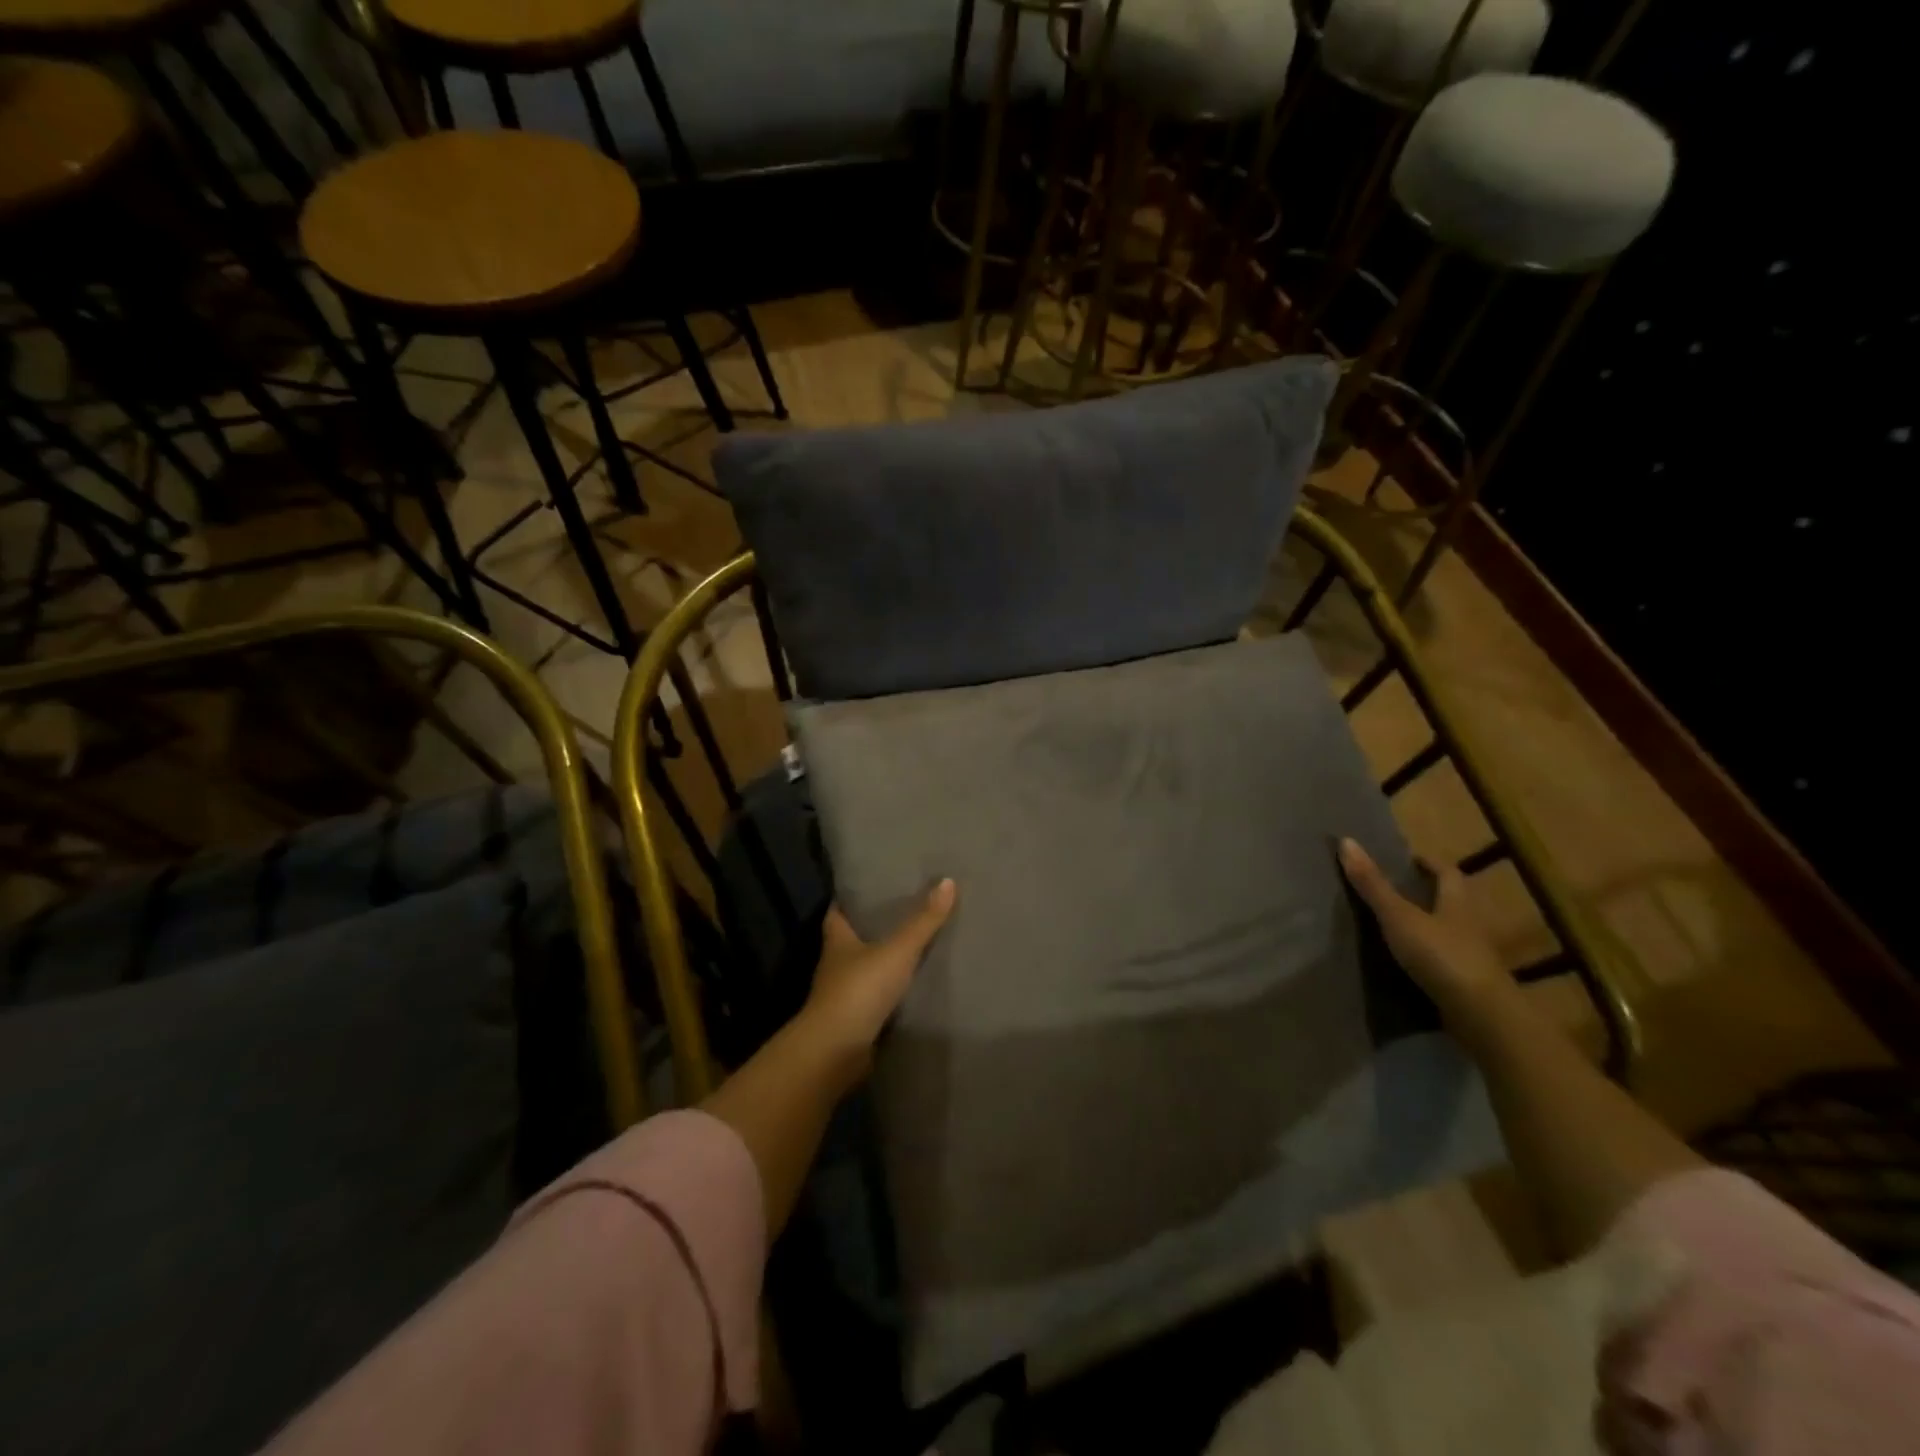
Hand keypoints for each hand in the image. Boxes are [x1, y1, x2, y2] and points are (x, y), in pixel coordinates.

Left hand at [799, 879, 956, 1074]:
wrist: (835, 1051)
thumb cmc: (859, 990)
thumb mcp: (897, 951)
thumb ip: (923, 921)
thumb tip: (948, 880)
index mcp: (837, 940)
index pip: (837, 912)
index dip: (849, 899)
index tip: (867, 887)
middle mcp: (834, 965)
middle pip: (850, 939)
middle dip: (870, 928)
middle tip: (901, 911)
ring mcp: (842, 995)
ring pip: (862, 970)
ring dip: (880, 961)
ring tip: (911, 947)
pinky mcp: (853, 1021)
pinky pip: (873, 999)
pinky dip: (887, 992)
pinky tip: (909, 987)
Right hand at [1338, 838, 1508, 1023]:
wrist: (1481, 1016)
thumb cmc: (1441, 955)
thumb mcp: (1399, 916)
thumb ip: (1373, 884)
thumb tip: (1346, 841)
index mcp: (1457, 902)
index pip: (1447, 872)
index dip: (1428, 863)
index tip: (1405, 860)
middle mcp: (1469, 925)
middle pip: (1449, 901)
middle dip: (1425, 894)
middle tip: (1391, 890)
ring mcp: (1471, 957)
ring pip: (1446, 932)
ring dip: (1425, 926)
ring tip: (1391, 925)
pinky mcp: (1466, 984)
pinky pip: (1443, 961)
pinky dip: (1426, 956)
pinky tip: (1404, 962)